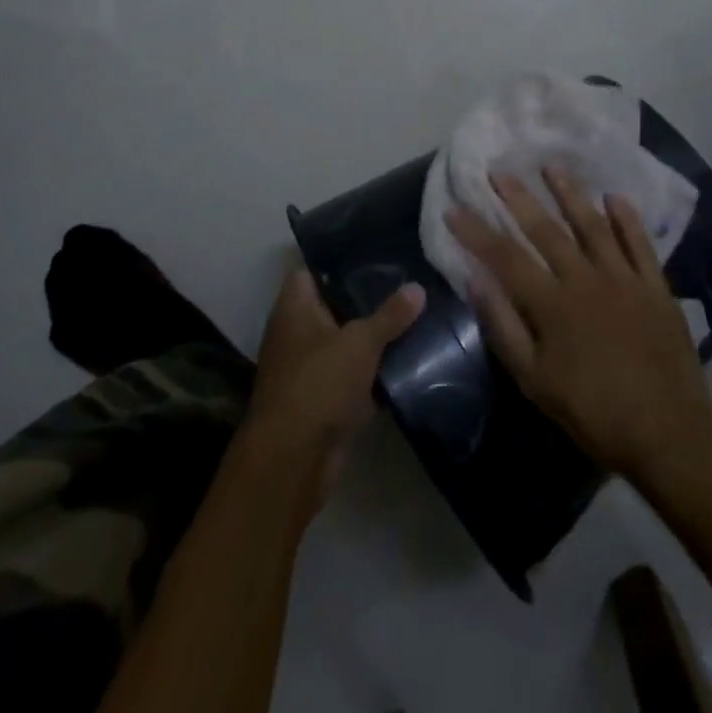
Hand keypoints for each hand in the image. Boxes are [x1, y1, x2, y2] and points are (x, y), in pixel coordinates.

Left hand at [243, 262, 425, 504]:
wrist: (293, 460)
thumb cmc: (319, 383)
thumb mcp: (360, 342)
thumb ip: (390, 314)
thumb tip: (418, 287)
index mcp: (295, 307)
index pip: (312, 268)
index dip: (339, 258)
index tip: (375, 252)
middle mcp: (296, 332)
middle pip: (334, 305)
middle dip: (367, 298)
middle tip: (407, 282)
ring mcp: (308, 368)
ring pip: (346, 342)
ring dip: (374, 338)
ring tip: (416, 315)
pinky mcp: (323, 400)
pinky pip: (353, 377)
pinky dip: (374, 373)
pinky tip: (409, 361)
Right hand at [447, 169, 711, 490]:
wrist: (669, 437)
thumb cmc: (593, 414)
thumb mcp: (535, 382)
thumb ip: (504, 328)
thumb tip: (476, 281)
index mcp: (552, 304)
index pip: (504, 257)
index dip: (477, 231)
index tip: (455, 208)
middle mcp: (585, 280)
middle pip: (546, 231)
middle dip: (519, 198)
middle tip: (499, 171)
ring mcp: (624, 280)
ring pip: (592, 226)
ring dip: (570, 194)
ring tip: (551, 167)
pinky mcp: (656, 288)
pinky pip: (640, 245)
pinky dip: (627, 220)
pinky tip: (615, 197)